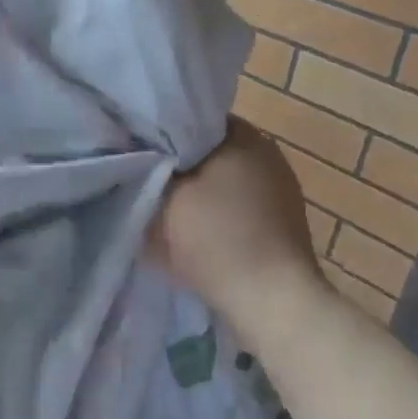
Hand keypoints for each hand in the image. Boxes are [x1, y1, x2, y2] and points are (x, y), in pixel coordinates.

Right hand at [148, 117, 328, 330]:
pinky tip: (194, 232)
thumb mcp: (166, 198)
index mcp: (243, 135)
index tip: (135, 149)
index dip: (160, 132)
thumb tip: (140, 154)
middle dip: (177, 164)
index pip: (192, 118)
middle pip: (208, 149)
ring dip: (196, 191)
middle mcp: (267, 153)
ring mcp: (280, 189)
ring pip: (222, 179)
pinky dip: (214, 213)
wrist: (271, 300)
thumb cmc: (216, 238)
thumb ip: (149, 168)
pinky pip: (237, 205)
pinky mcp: (282, 222)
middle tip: (143, 178)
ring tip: (164, 208)